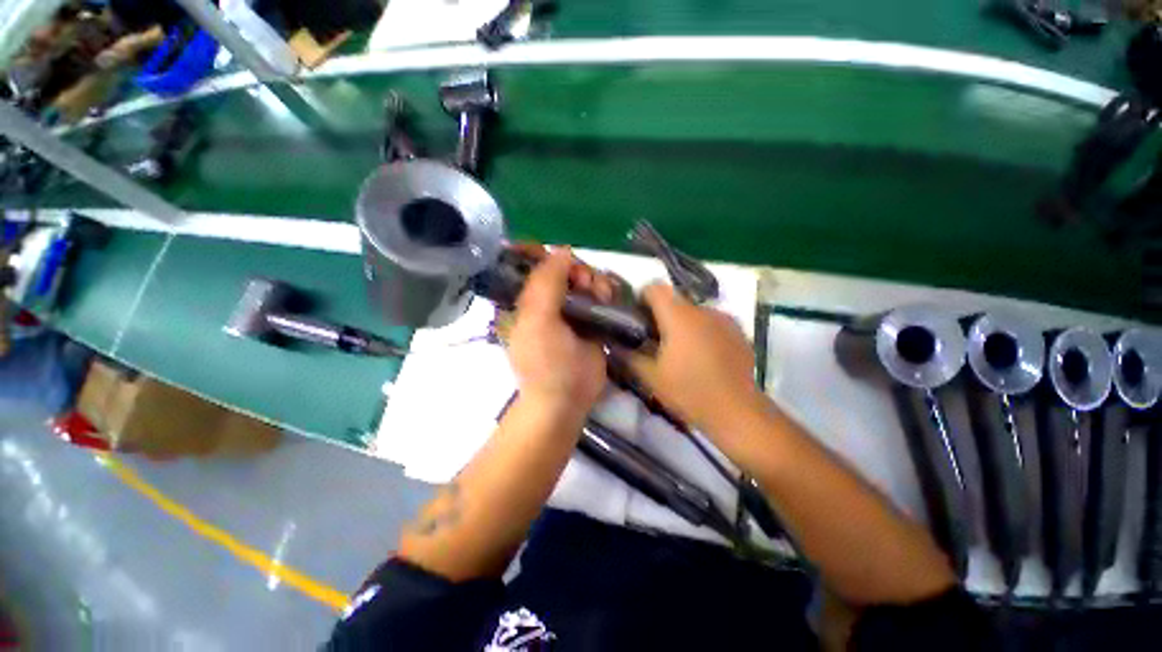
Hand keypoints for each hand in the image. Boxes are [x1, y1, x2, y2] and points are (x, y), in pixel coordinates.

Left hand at [508, 247, 609, 415]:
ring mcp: (569, 310)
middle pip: (562, 267)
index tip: (563, 256)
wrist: (566, 399)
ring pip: (583, 280)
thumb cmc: (545, 362)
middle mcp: (546, 301)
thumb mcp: (538, 320)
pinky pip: (598, 295)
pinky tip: (607, 299)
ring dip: (593, 280)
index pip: (529, 263)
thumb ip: (546, 282)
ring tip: (599, 295)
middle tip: (583, 283)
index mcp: (524, 300)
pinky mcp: (590, 320)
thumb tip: (562, 250)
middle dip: (575, 269)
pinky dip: (604, 292)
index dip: (543, 252)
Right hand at [628, 285, 766, 434]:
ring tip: (681, 351)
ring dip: (682, 324)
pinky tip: (703, 357)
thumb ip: (628, 356)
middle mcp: (702, 310)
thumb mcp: (650, 376)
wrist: (737, 412)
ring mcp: (724, 319)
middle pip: (674, 300)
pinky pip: (712, 322)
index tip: (637, 320)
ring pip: (694, 312)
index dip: (641, 299)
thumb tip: (614, 344)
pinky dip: (702, 332)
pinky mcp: (738, 332)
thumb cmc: (689, 392)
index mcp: (679, 316)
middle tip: (655, 341)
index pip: (655, 288)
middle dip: (661, 315)